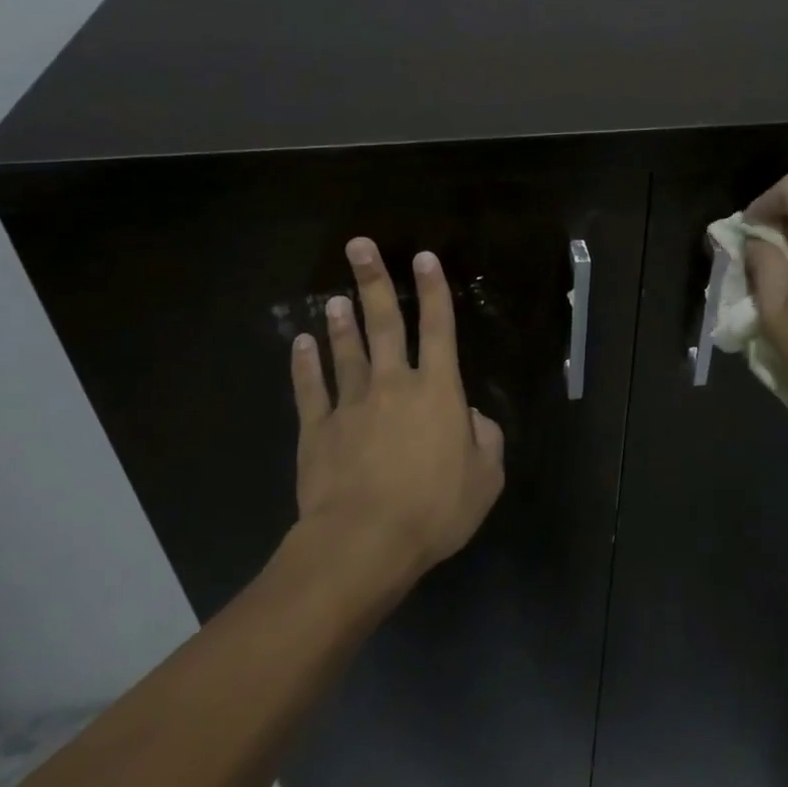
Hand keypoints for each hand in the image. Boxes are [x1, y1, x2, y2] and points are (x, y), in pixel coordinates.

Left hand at [290, 238, 504, 587]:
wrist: (365, 541)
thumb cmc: (434, 509)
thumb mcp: (485, 479)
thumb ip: (486, 440)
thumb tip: (473, 418)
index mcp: (438, 392)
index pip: (439, 330)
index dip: (434, 292)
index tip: (424, 257)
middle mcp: (393, 385)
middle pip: (384, 324)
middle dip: (374, 282)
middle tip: (359, 246)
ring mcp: (351, 404)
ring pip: (346, 351)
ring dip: (341, 322)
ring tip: (335, 297)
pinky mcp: (318, 429)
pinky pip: (311, 389)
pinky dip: (306, 364)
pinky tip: (301, 343)